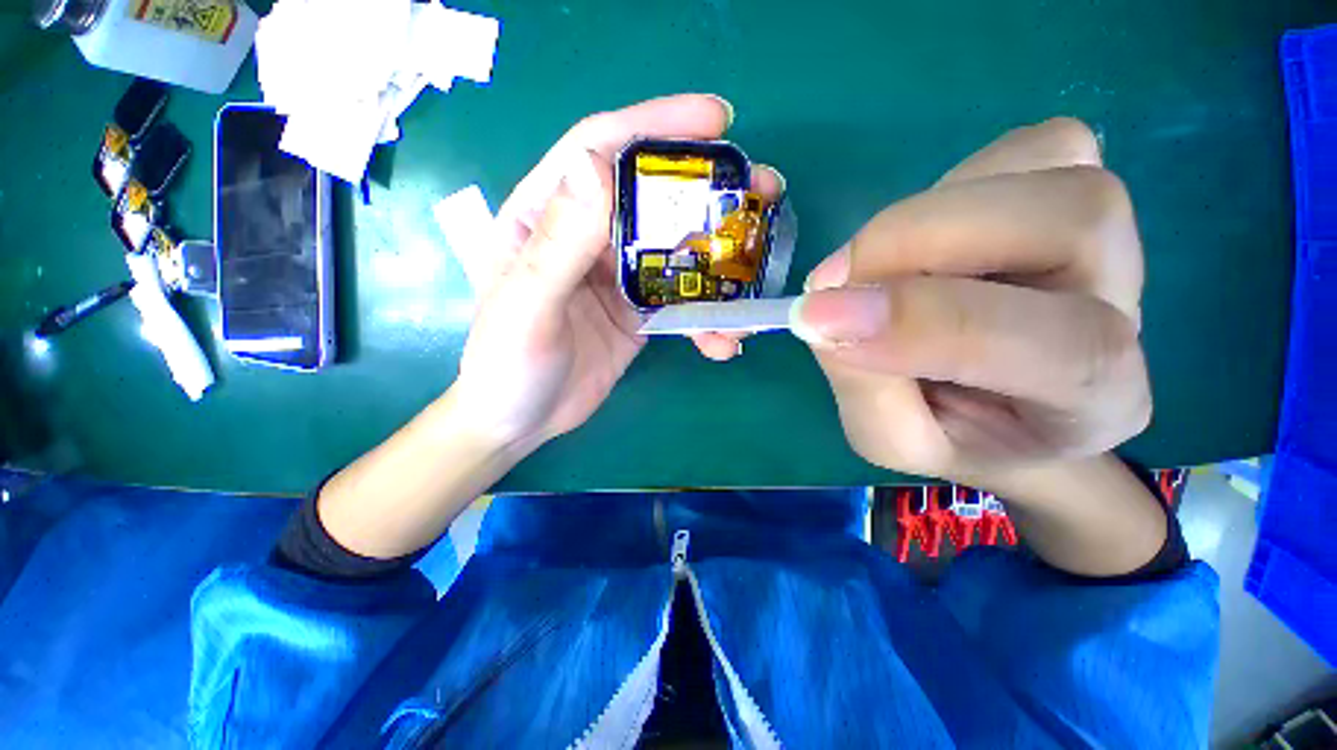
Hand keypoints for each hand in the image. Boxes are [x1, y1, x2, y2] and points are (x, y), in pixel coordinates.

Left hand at [452, 94, 736, 449]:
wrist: (519, 422)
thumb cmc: (505, 365)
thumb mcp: (526, 305)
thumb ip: (559, 242)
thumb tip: (597, 164)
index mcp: (546, 216)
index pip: (601, 149)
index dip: (656, 125)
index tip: (716, 119)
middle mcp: (586, 237)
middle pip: (653, 198)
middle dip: (708, 192)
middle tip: (763, 192)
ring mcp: (617, 277)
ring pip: (677, 253)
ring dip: (720, 263)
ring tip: (757, 275)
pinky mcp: (637, 314)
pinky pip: (680, 303)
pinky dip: (705, 319)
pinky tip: (722, 340)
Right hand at [790, 118, 1150, 483]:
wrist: (994, 406)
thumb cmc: (946, 432)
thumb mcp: (888, 438)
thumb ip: (861, 382)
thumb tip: (822, 311)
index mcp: (1096, 402)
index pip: (1061, 348)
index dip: (929, 323)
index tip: (820, 321)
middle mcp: (1128, 310)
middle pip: (1073, 218)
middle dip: (921, 240)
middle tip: (836, 281)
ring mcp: (1113, 238)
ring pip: (1050, 166)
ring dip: (927, 213)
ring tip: (874, 268)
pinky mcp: (1080, 190)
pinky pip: (1033, 147)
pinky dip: (953, 181)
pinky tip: (922, 237)